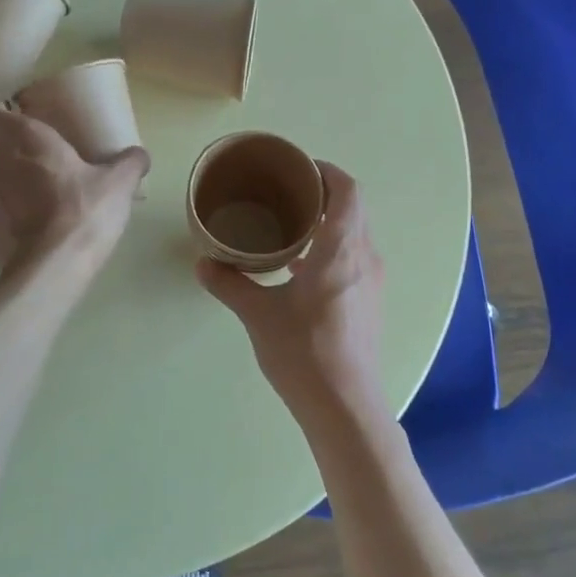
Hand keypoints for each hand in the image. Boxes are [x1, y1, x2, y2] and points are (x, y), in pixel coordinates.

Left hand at [0, 106, 148, 272]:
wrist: (52, 269)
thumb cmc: (84, 212)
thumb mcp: (119, 184)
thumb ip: (130, 163)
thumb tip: (138, 155)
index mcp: (26, 140)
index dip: (0, 117)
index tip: (19, 123)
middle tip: (30, 158)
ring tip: (27, 194)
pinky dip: (3, 215)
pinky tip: (26, 227)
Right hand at [196, 162, 386, 435]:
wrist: (344, 406)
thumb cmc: (303, 352)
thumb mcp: (258, 315)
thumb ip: (230, 284)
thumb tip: (203, 263)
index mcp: (341, 250)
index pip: (348, 191)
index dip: (327, 172)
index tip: (299, 170)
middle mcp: (364, 258)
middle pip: (353, 210)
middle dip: (323, 196)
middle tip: (286, 196)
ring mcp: (371, 283)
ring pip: (355, 236)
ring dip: (329, 225)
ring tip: (290, 228)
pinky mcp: (369, 303)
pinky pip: (355, 259)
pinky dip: (332, 250)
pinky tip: (301, 269)